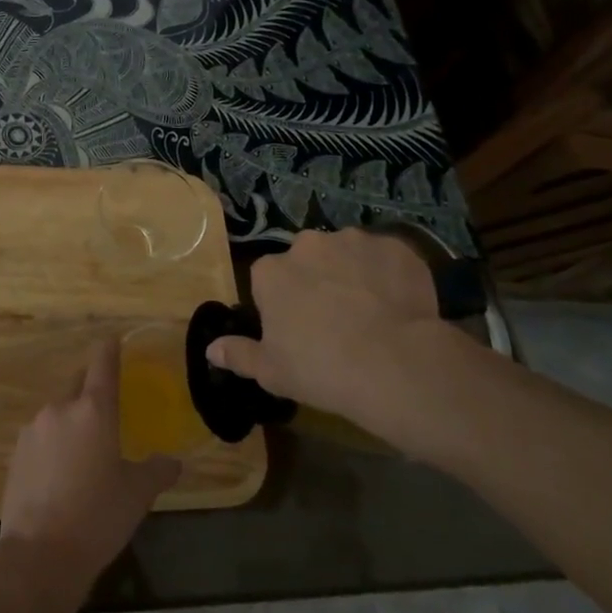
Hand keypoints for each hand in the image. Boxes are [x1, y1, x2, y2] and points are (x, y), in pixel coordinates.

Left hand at [0, 340, 178, 594]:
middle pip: (77, 385)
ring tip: (85, 453)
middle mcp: (60, 409)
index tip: (113, 341)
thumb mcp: (137, 494)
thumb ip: (157, 470)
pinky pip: (41, 437)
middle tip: (108, 410)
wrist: (39, 555)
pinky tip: (61, 474)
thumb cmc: (97, 517)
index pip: (102, 364)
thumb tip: (174, 462)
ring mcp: (33, 430)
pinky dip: (53, 445)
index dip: (109, 350)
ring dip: (71, 422)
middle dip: (91, 390)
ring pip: (58, 413)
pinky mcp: (15, 453)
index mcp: (93, 410)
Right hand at [206, 228, 491, 458]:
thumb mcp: (271, 371)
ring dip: (353, 274)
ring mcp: (354, 241)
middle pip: (308, 259)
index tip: (297, 329)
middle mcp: (308, 244)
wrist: (394, 363)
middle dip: (317, 280)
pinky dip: (390, 275)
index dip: (283, 303)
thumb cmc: (320, 368)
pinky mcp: (395, 246)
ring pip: (348, 254)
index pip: (269, 279)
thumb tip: (211, 349)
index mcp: (271, 271)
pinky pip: (387, 258)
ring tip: (372, 312)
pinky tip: (400, 305)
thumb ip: (238, 354)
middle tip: (335, 319)